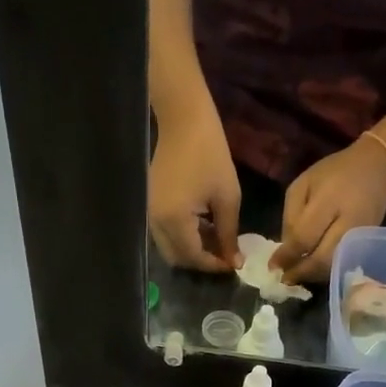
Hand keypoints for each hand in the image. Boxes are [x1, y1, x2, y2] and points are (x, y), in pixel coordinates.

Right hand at [148, 99, 241, 271]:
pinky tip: (203, 226)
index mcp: (174, 221)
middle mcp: (157, 223)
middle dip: (201, 261)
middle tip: (225, 255)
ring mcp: (150, 214)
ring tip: (217, 240)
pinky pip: (166, 233)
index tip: (235, 263)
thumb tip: (234, 261)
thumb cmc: (211, 155)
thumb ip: (229, 234)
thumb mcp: (227, 197)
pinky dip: (184, 237)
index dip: (215, 265)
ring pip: (170, 247)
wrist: (184, 121)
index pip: (194, 257)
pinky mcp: (151, 205)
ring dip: (192, 250)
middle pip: (177, 258)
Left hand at [273, 140, 385, 284]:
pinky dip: (325, 270)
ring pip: (333, 266)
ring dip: (312, 275)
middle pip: (322, 259)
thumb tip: (285, 250)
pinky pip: (343, 263)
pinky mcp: (368, 244)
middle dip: (300, 272)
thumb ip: (291, 216)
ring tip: (296, 276)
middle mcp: (348, 222)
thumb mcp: (303, 185)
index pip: (304, 237)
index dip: (287, 255)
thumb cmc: (334, 173)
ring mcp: (361, 236)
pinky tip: (313, 269)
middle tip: (284, 278)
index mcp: (329, 200)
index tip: (273, 266)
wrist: (377, 168)